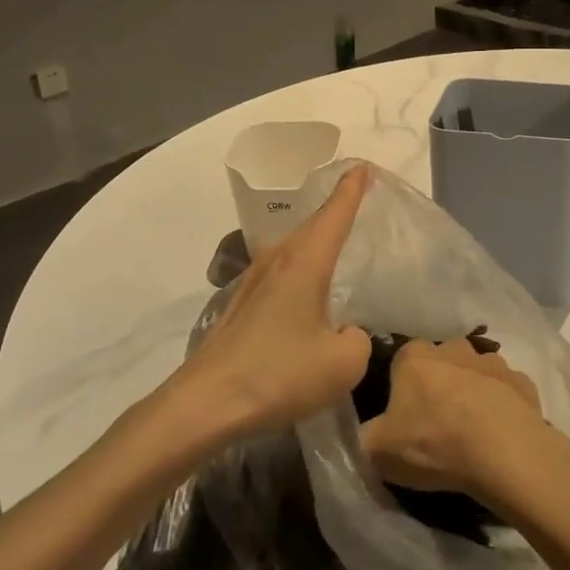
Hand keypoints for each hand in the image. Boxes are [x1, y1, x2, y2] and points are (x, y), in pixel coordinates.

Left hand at [177, 164, 374, 438]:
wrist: (206, 402)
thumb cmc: (279, 374)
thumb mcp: (343, 363)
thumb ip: (358, 339)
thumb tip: (344, 332)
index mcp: (306, 262)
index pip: (335, 213)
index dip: (352, 189)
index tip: (363, 166)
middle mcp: (278, 260)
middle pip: (313, 225)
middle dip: (336, 209)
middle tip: (357, 197)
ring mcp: (253, 280)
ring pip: (293, 248)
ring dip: (315, 240)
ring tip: (336, 242)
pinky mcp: (240, 304)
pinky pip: (280, 272)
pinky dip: (299, 268)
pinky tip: (304, 291)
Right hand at [360, 338, 567, 509]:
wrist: (503, 452)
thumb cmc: (434, 444)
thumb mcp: (378, 451)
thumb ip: (364, 436)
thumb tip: (365, 433)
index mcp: (414, 357)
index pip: (401, 362)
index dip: (402, 389)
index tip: (404, 418)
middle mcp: (453, 348)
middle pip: (440, 363)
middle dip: (438, 386)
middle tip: (438, 425)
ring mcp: (491, 362)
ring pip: (475, 374)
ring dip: (472, 393)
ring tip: (472, 432)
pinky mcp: (522, 382)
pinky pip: (505, 392)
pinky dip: (502, 407)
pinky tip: (500, 435)